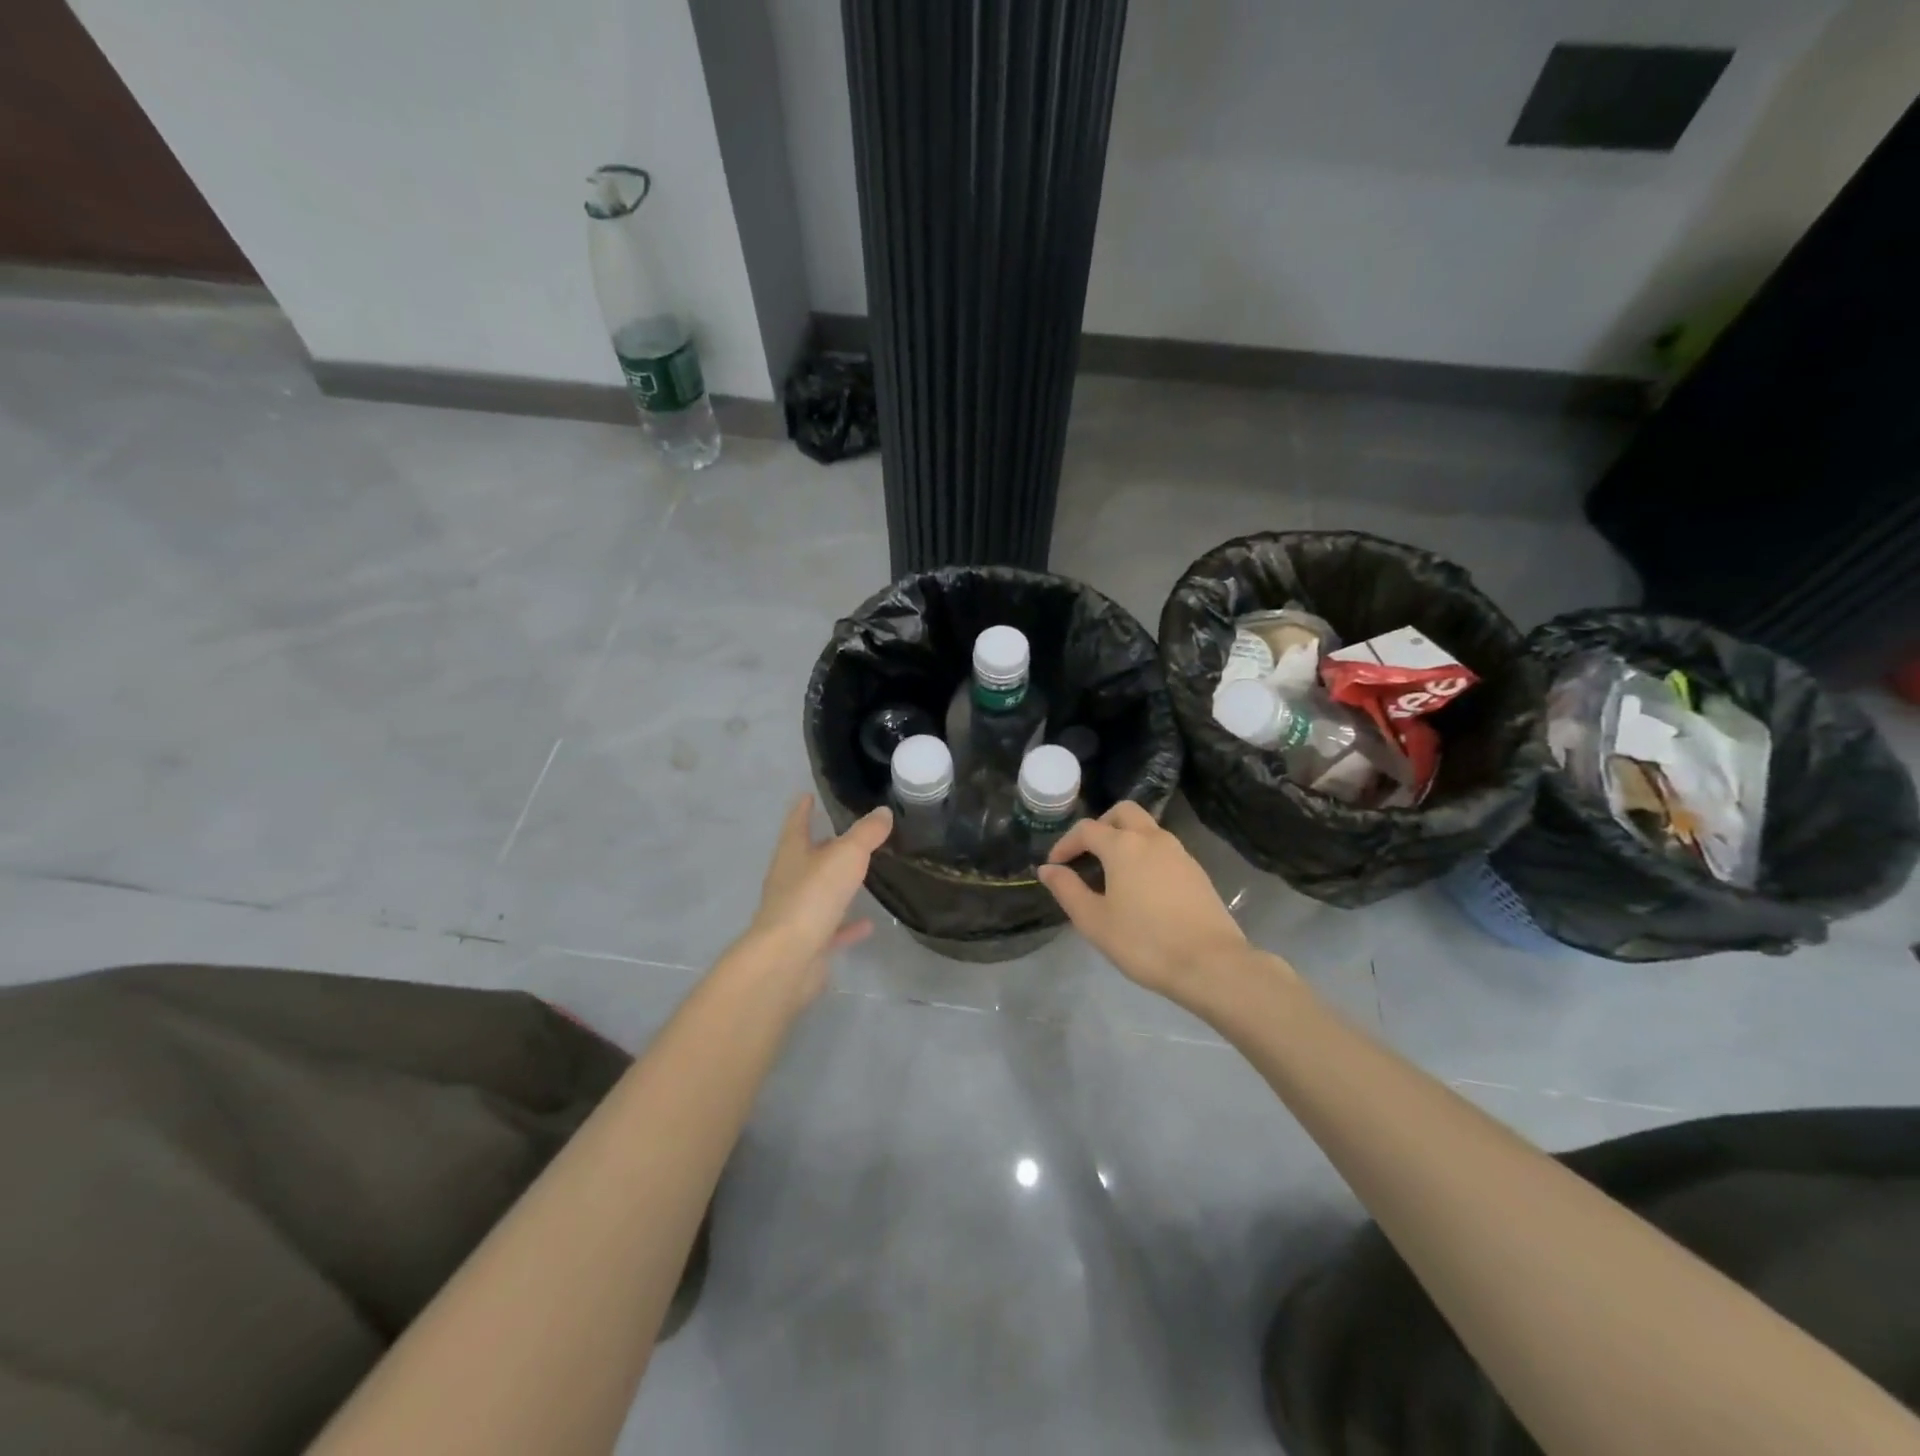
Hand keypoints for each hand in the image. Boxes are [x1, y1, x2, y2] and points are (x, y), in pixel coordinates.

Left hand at [736, 794, 892, 1004]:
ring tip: (861, 875)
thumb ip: (866, 833)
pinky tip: (868, 924)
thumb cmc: (812, 896)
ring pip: (818, 892)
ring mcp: (796, 913)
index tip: (808, 794)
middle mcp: (789, 880)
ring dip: (836, 885)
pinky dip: (848, 925)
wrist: (788, 959)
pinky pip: (831, 928)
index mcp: (792, 854)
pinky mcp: (807, 943)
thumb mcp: (846, 855)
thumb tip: (882, 812)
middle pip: (806, 857)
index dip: (803, 808)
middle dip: (822, 845)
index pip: (797, 823)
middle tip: (846, 834)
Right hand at [1037, 801, 1252, 1002]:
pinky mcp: (1196, 871)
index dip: (1065, 844)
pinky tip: (1140, 887)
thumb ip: (1067, 890)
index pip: (1086, 830)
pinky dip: (1145, 854)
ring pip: (1147, 828)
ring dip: (1125, 839)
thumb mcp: (1094, 921)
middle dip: (1100, 826)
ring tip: (1111, 873)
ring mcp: (1179, 852)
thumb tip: (1047, 869)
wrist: (1210, 964)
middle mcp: (1152, 838)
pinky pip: (1163, 849)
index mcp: (1123, 846)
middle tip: (1087, 854)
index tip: (1054, 865)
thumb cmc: (1144, 942)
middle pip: (1123, 812)